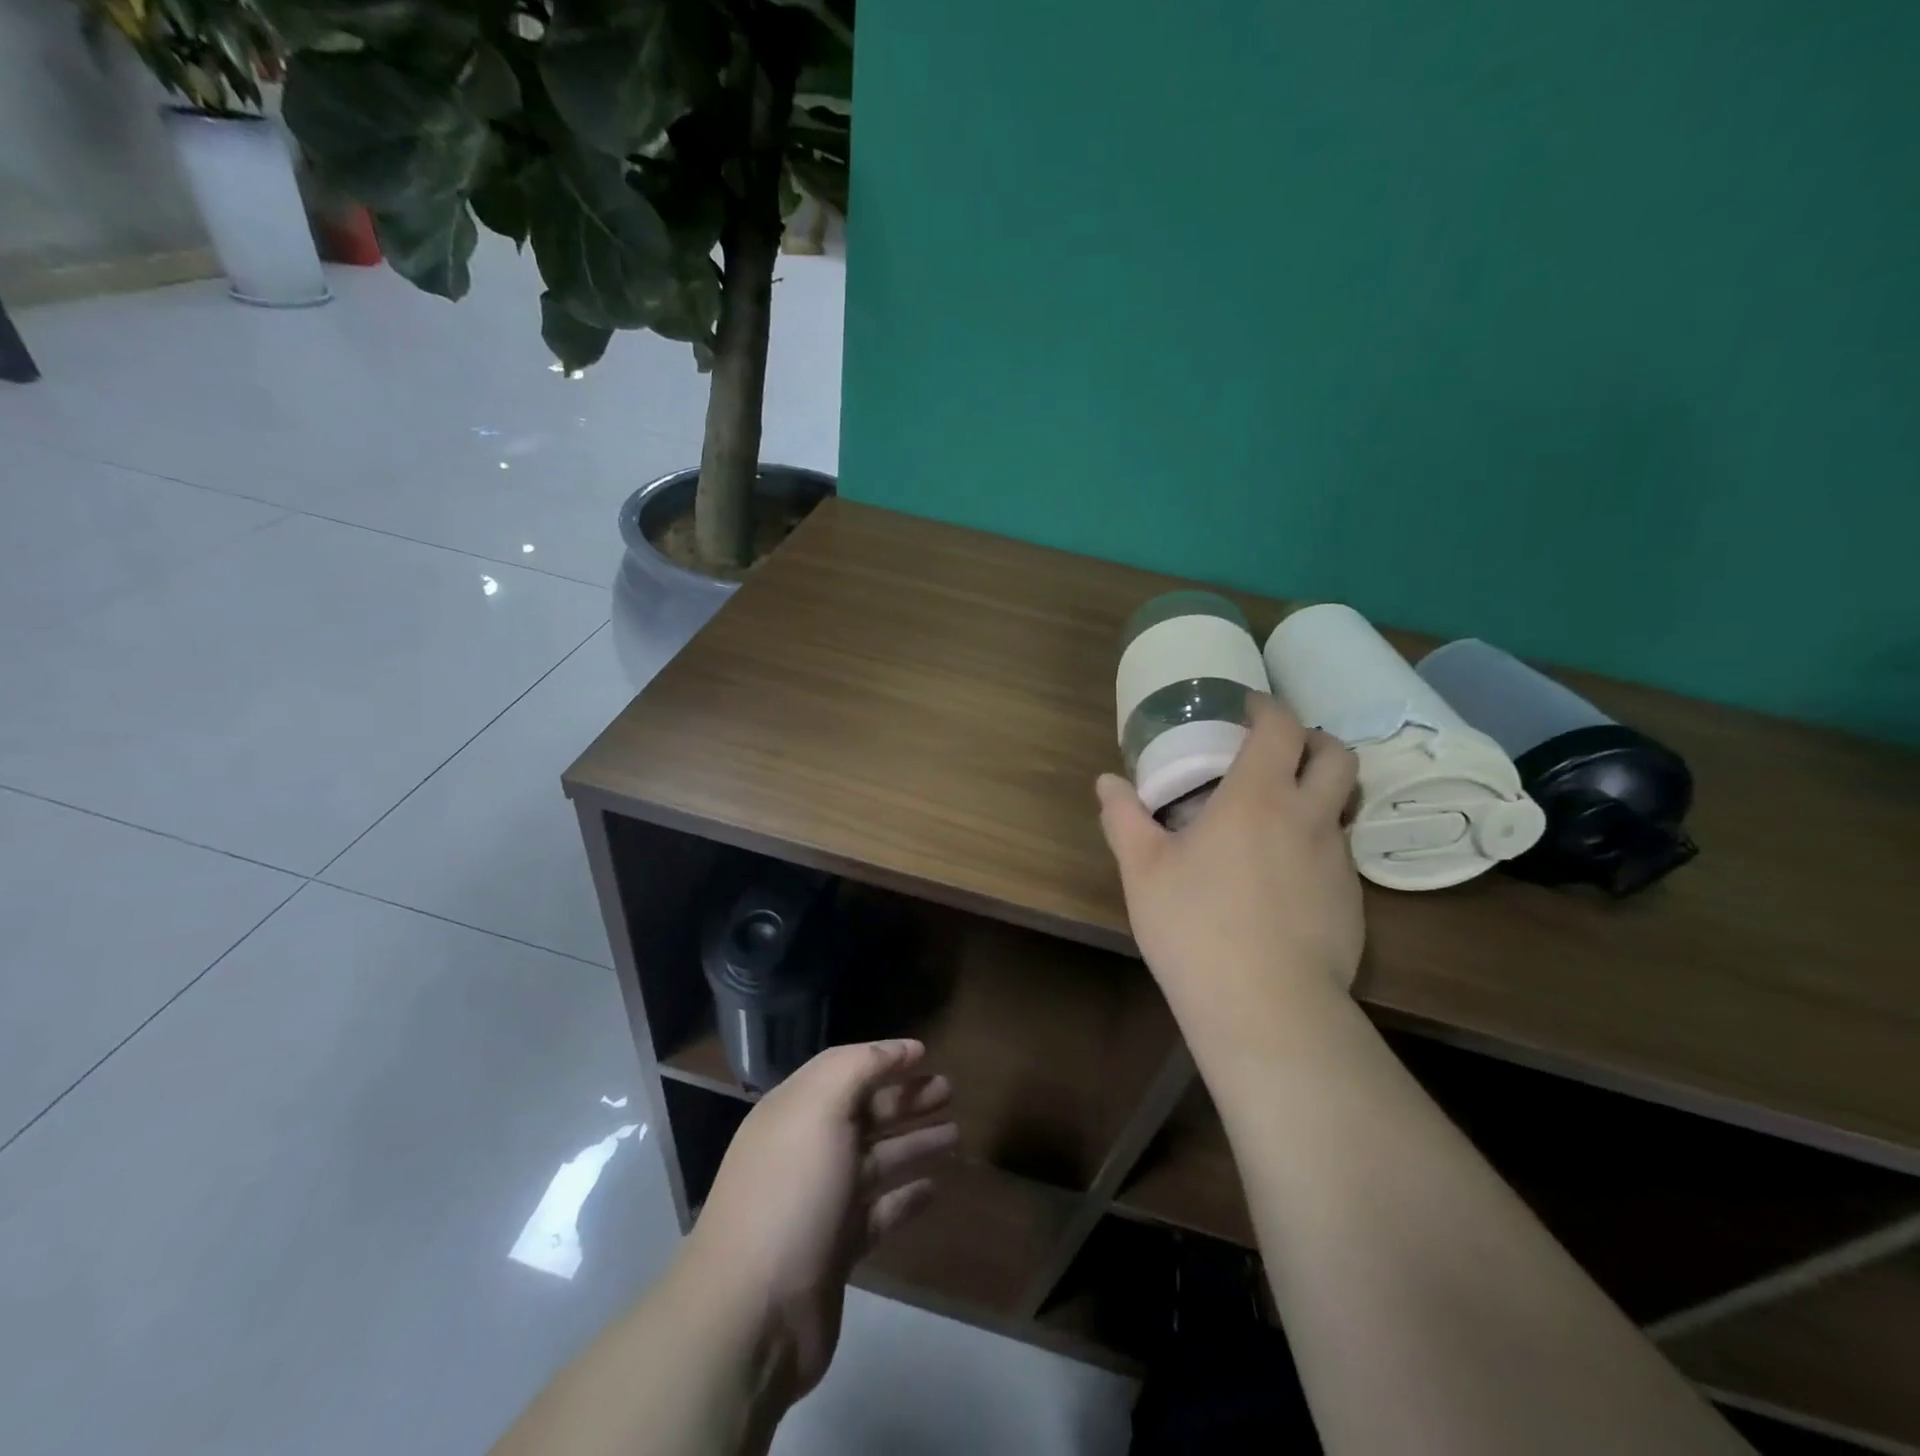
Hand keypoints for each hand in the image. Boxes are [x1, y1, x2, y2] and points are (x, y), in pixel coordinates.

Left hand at [685, 1039, 956, 1402]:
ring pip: (877, 1161)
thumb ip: (859, 1068)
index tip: (925, 1053)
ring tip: (955, 1135)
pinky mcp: (836, 1249)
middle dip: (906, 1099)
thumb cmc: (790, 1192)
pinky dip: (905, 1198)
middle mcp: (807, 1150)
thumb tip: (898, 1049)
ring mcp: (822, 1202)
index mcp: (795, 1111)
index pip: (845, 1070)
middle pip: (865, 1113)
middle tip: (949, 1091)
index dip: (884, 1058)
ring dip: (914, 1144)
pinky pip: (879, 1212)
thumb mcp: (819, 1109)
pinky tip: (934, 1189)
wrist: (753, 1313)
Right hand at [1096, 694, 1363, 1043]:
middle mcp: (1308, 818)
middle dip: (1312, 741)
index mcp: (1258, 797)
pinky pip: (1338, 855)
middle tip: (1277, 754)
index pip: (1282, 727)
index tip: (1248, 709)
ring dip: (1316, 796)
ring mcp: (1338, 861)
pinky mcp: (1352, 903)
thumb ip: (1124, 818)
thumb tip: (1106, 783)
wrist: (1266, 1008)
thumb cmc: (1195, 926)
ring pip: (1341, 807)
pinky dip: (1314, 846)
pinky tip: (1281, 881)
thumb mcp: (1143, 870)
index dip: (1269, 708)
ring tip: (1274, 820)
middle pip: (1336, 756)